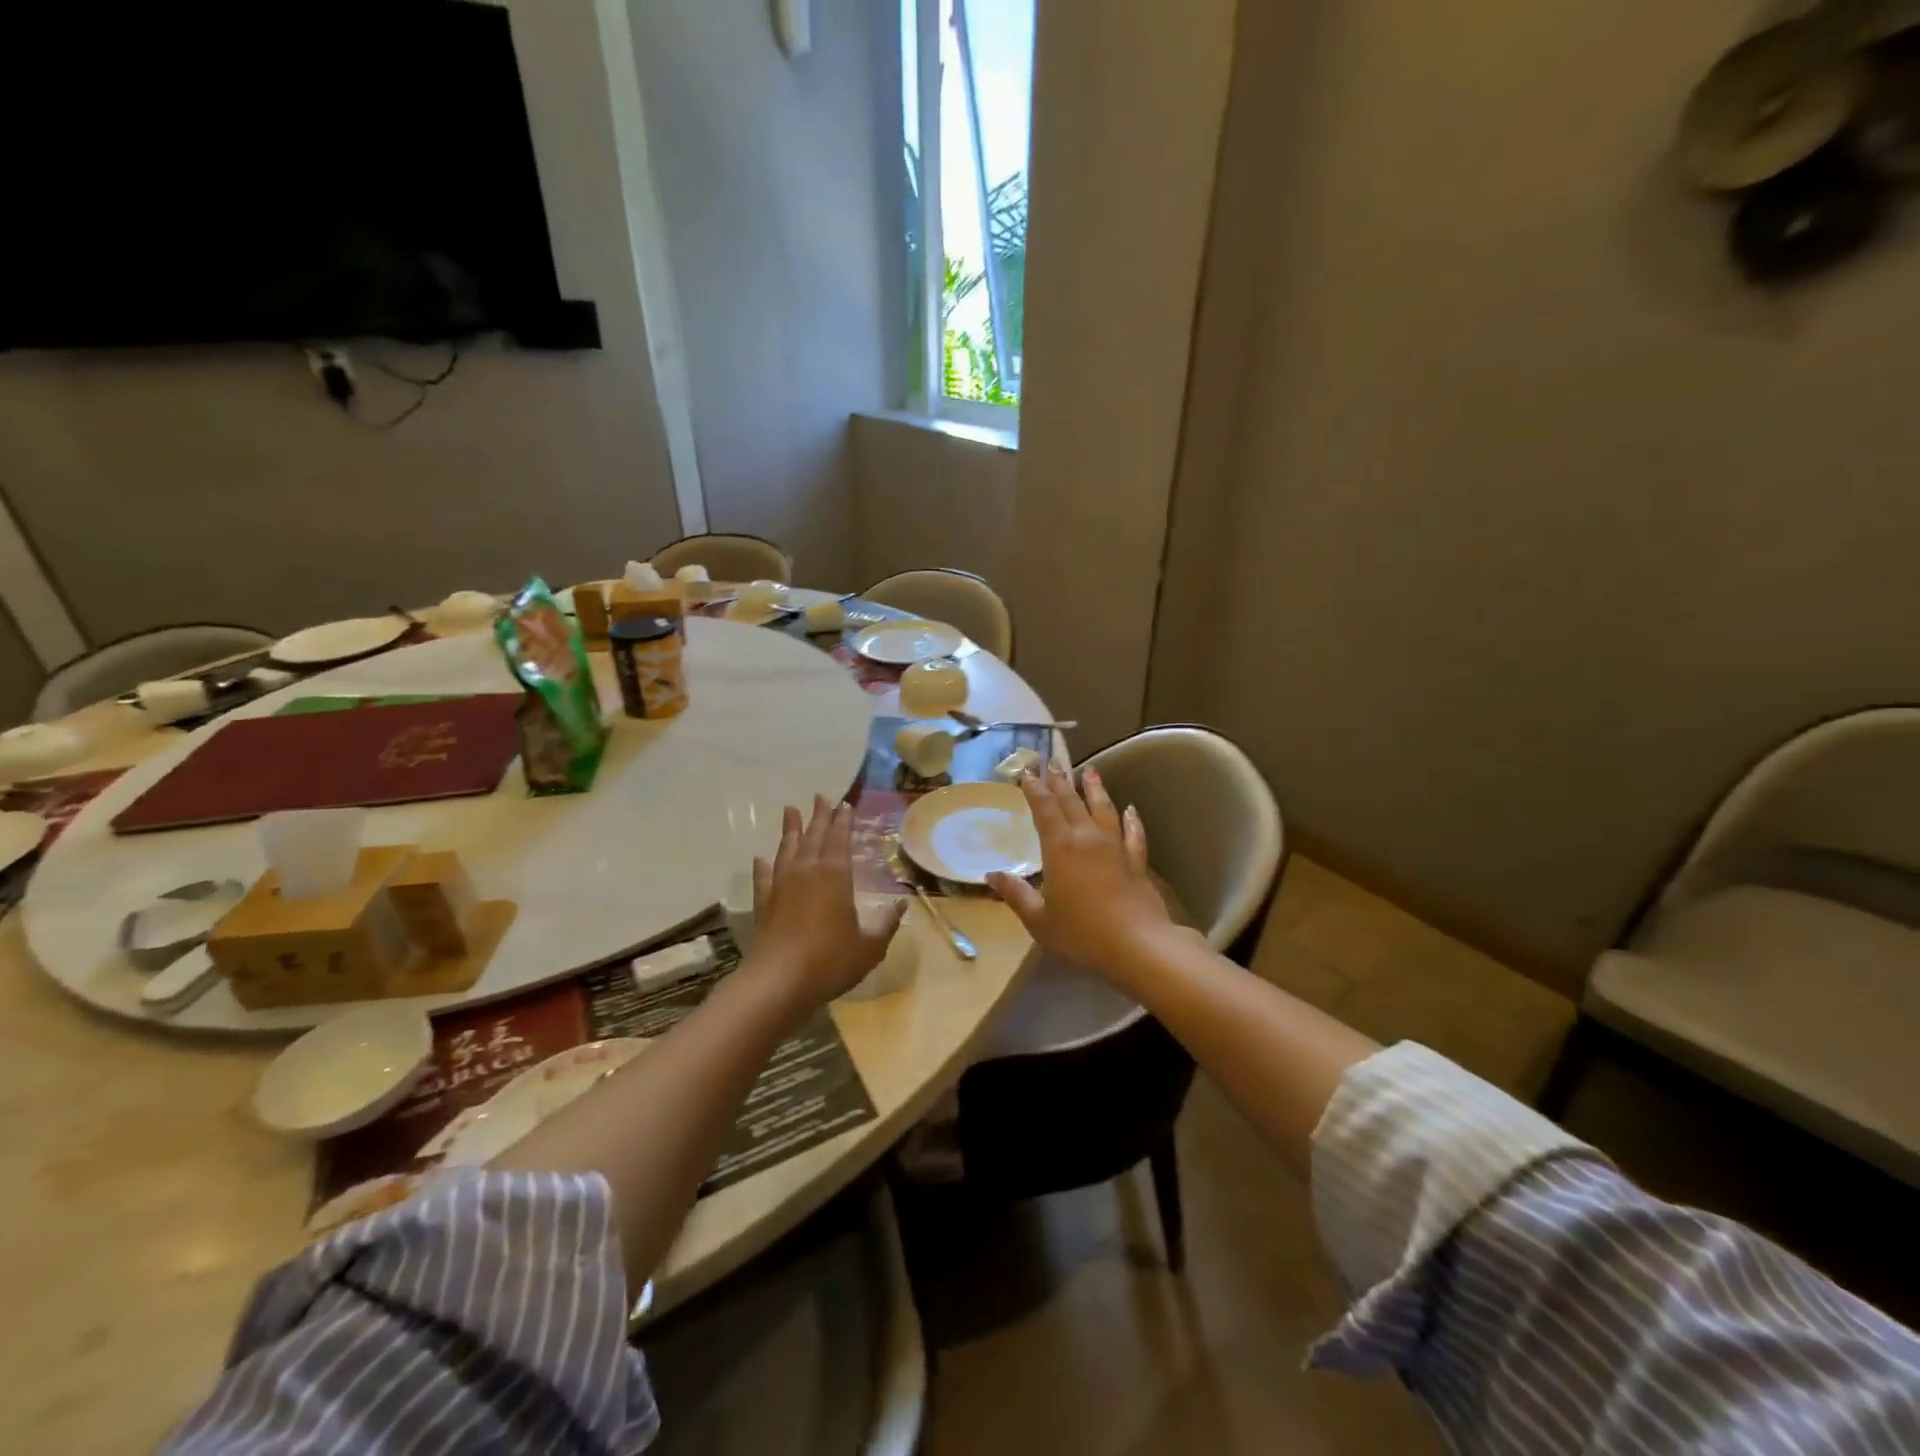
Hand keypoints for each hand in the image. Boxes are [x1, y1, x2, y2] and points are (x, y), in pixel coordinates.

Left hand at [748, 796, 905, 1007]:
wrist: (779, 982)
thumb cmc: (830, 961)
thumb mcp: (870, 946)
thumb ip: (886, 924)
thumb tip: (902, 905)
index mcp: (835, 875)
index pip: (840, 838)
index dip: (843, 820)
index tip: (844, 804)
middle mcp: (807, 872)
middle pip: (813, 836)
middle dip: (818, 815)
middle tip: (820, 796)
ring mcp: (781, 886)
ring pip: (786, 849)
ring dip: (790, 829)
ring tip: (790, 810)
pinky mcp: (764, 904)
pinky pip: (763, 877)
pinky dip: (763, 866)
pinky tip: (761, 858)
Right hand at [987, 765, 1181, 978]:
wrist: (1138, 945)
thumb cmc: (1081, 933)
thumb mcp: (1039, 920)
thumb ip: (1016, 894)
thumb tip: (992, 874)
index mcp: (1060, 848)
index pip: (1044, 809)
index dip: (1035, 789)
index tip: (1027, 772)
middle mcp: (1087, 839)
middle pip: (1072, 802)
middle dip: (1060, 781)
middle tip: (1052, 761)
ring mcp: (1115, 848)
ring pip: (1104, 809)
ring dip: (1095, 788)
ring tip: (1090, 770)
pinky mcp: (1137, 862)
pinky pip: (1134, 834)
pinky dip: (1132, 820)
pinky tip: (1131, 810)